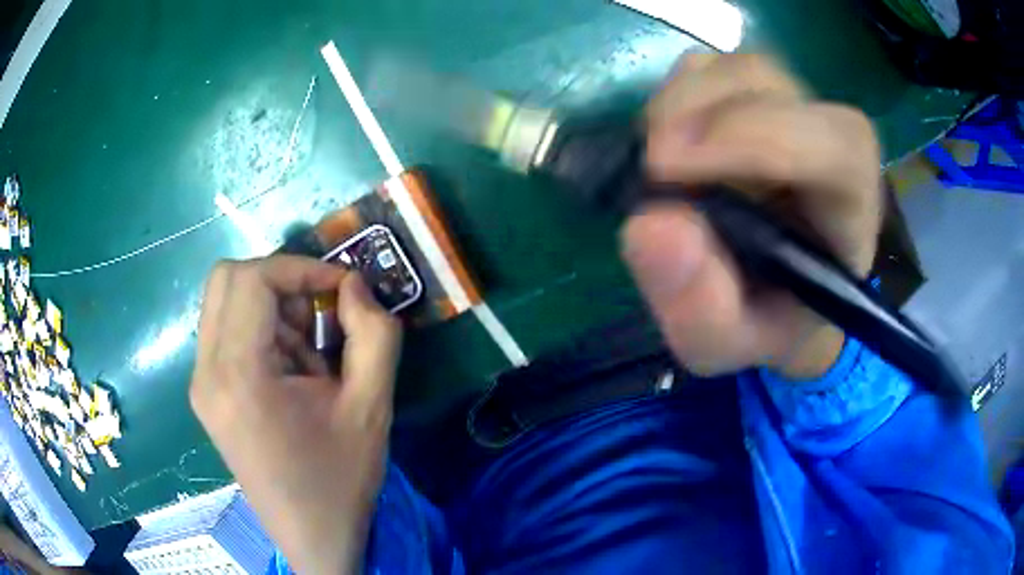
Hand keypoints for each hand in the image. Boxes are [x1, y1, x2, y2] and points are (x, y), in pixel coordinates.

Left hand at [190, 256, 400, 573]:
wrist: (312, 537)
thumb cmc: (340, 479)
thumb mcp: (371, 407)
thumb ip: (374, 335)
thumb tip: (354, 285)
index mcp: (239, 376)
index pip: (252, 279)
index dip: (299, 267)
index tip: (341, 286)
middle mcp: (206, 372)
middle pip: (227, 279)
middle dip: (280, 281)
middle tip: (319, 312)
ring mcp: (201, 384)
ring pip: (225, 302)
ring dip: (271, 308)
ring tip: (309, 352)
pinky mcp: (207, 395)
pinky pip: (226, 333)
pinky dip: (260, 331)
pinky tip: (291, 370)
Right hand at [622, 54, 882, 378]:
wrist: (777, 295)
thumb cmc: (767, 322)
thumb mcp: (729, 346)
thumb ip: (701, 310)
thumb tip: (650, 225)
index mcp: (850, 207)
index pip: (834, 144)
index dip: (757, 138)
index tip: (666, 170)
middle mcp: (828, 141)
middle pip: (771, 83)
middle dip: (700, 113)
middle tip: (650, 167)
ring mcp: (791, 108)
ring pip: (736, 68)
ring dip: (681, 105)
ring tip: (657, 164)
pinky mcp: (754, 96)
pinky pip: (708, 69)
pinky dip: (674, 97)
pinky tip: (668, 144)